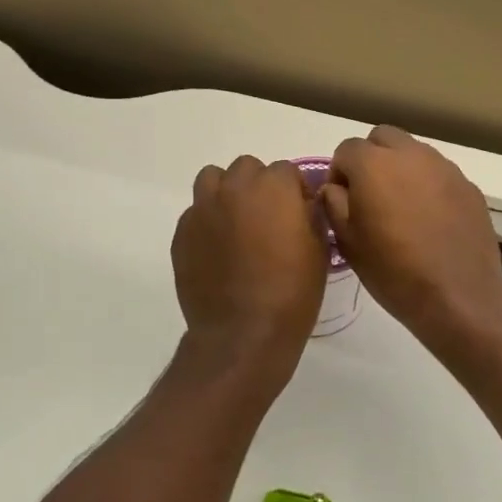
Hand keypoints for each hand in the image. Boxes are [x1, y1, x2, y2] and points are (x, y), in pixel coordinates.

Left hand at [173, 156, 326, 362]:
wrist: (242, 332)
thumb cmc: (292, 292)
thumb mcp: (319, 250)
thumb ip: (310, 215)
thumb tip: (302, 204)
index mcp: (273, 187)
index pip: (286, 171)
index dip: (294, 191)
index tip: (298, 214)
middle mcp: (234, 188)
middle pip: (247, 168)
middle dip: (258, 186)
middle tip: (267, 218)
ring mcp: (203, 208)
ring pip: (212, 179)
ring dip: (226, 192)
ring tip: (236, 223)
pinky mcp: (182, 232)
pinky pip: (195, 213)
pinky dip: (207, 222)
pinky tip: (217, 249)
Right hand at [321, 126, 501, 349]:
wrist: (458, 296)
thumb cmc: (393, 271)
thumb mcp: (347, 241)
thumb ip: (333, 203)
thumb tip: (335, 188)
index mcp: (373, 164)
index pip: (346, 149)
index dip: (339, 173)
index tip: (342, 201)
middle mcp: (410, 154)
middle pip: (382, 138)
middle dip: (370, 158)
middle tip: (369, 195)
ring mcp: (444, 168)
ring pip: (413, 152)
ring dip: (400, 169)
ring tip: (401, 208)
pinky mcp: (468, 186)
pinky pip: (439, 173)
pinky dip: (427, 186)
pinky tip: (429, 220)